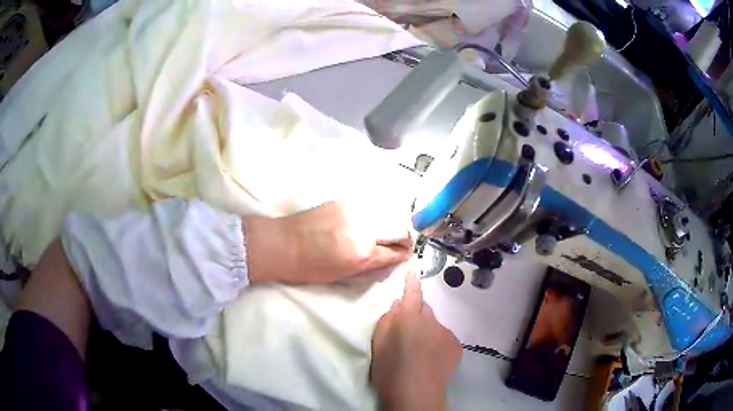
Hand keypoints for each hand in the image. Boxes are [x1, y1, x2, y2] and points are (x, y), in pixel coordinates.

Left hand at [245, 201, 412, 283]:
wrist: (282, 244)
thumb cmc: (309, 268)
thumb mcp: (343, 275)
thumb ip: (370, 266)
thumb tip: (389, 260)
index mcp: (363, 254)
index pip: (396, 253)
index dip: (403, 255)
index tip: (404, 255)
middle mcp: (364, 230)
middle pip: (399, 229)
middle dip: (403, 239)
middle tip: (400, 244)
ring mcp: (354, 212)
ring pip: (385, 216)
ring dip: (388, 226)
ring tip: (381, 234)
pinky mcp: (343, 202)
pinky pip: (367, 210)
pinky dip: (371, 218)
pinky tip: (362, 224)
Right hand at [370, 272, 461, 409]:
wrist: (416, 395)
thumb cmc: (390, 371)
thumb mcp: (378, 345)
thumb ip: (387, 320)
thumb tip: (397, 305)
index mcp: (409, 318)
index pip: (412, 293)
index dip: (411, 281)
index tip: (412, 269)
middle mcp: (431, 321)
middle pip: (424, 309)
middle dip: (417, 314)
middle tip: (407, 332)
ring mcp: (446, 333)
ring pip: (435, 325)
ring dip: (427, 330)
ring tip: (419, 351)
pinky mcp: (455, 346)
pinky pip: (444, 337)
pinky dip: (438, 342)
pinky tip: (431, 359)